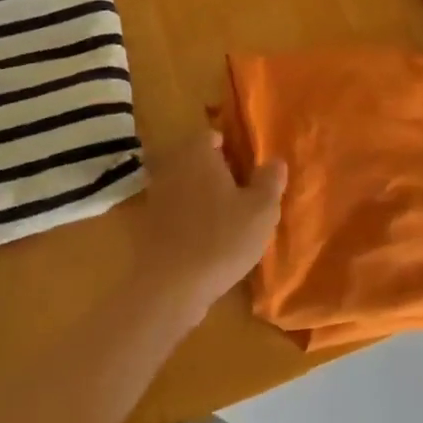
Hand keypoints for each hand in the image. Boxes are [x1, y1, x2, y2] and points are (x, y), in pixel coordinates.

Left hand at [138, 130, 286, 318]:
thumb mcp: (261, 210)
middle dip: (217, 171)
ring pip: (185, 184)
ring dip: (202, 195)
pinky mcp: (147, 223)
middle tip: (242, 193)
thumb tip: (275, 160)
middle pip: (197, 159)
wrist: (170, 286)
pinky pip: (174, 209)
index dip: (232, 149)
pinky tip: (206, 238)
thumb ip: (270, 180)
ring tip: (227, 218)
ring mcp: (155, 194)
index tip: (248, 169)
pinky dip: (188, 217)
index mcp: (197, 152)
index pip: (213, 135)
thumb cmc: (221, 239)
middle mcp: (171, 165)